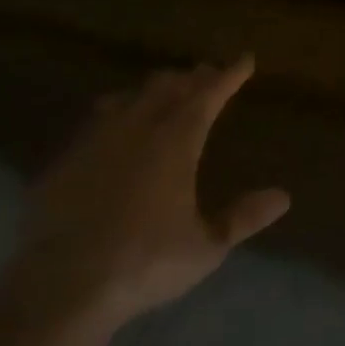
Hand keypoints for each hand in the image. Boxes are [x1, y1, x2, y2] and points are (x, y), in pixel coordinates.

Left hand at [4, 57, 289, 337]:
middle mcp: (138, 128)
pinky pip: (96, 120)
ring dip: (155, 89)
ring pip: (131, 97)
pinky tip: (113, 124)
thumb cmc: (144, 263)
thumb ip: (243, 218)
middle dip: (193, 77)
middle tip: (208, 73)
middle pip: (169, 87)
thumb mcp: (206, 247)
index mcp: (176, 141)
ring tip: (166, 90)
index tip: (245, 60)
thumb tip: (283, 196)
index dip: (230, 75)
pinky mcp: (65, 160)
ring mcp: (97, 140)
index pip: (209, 94)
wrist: (61, 285)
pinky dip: (116, 112)